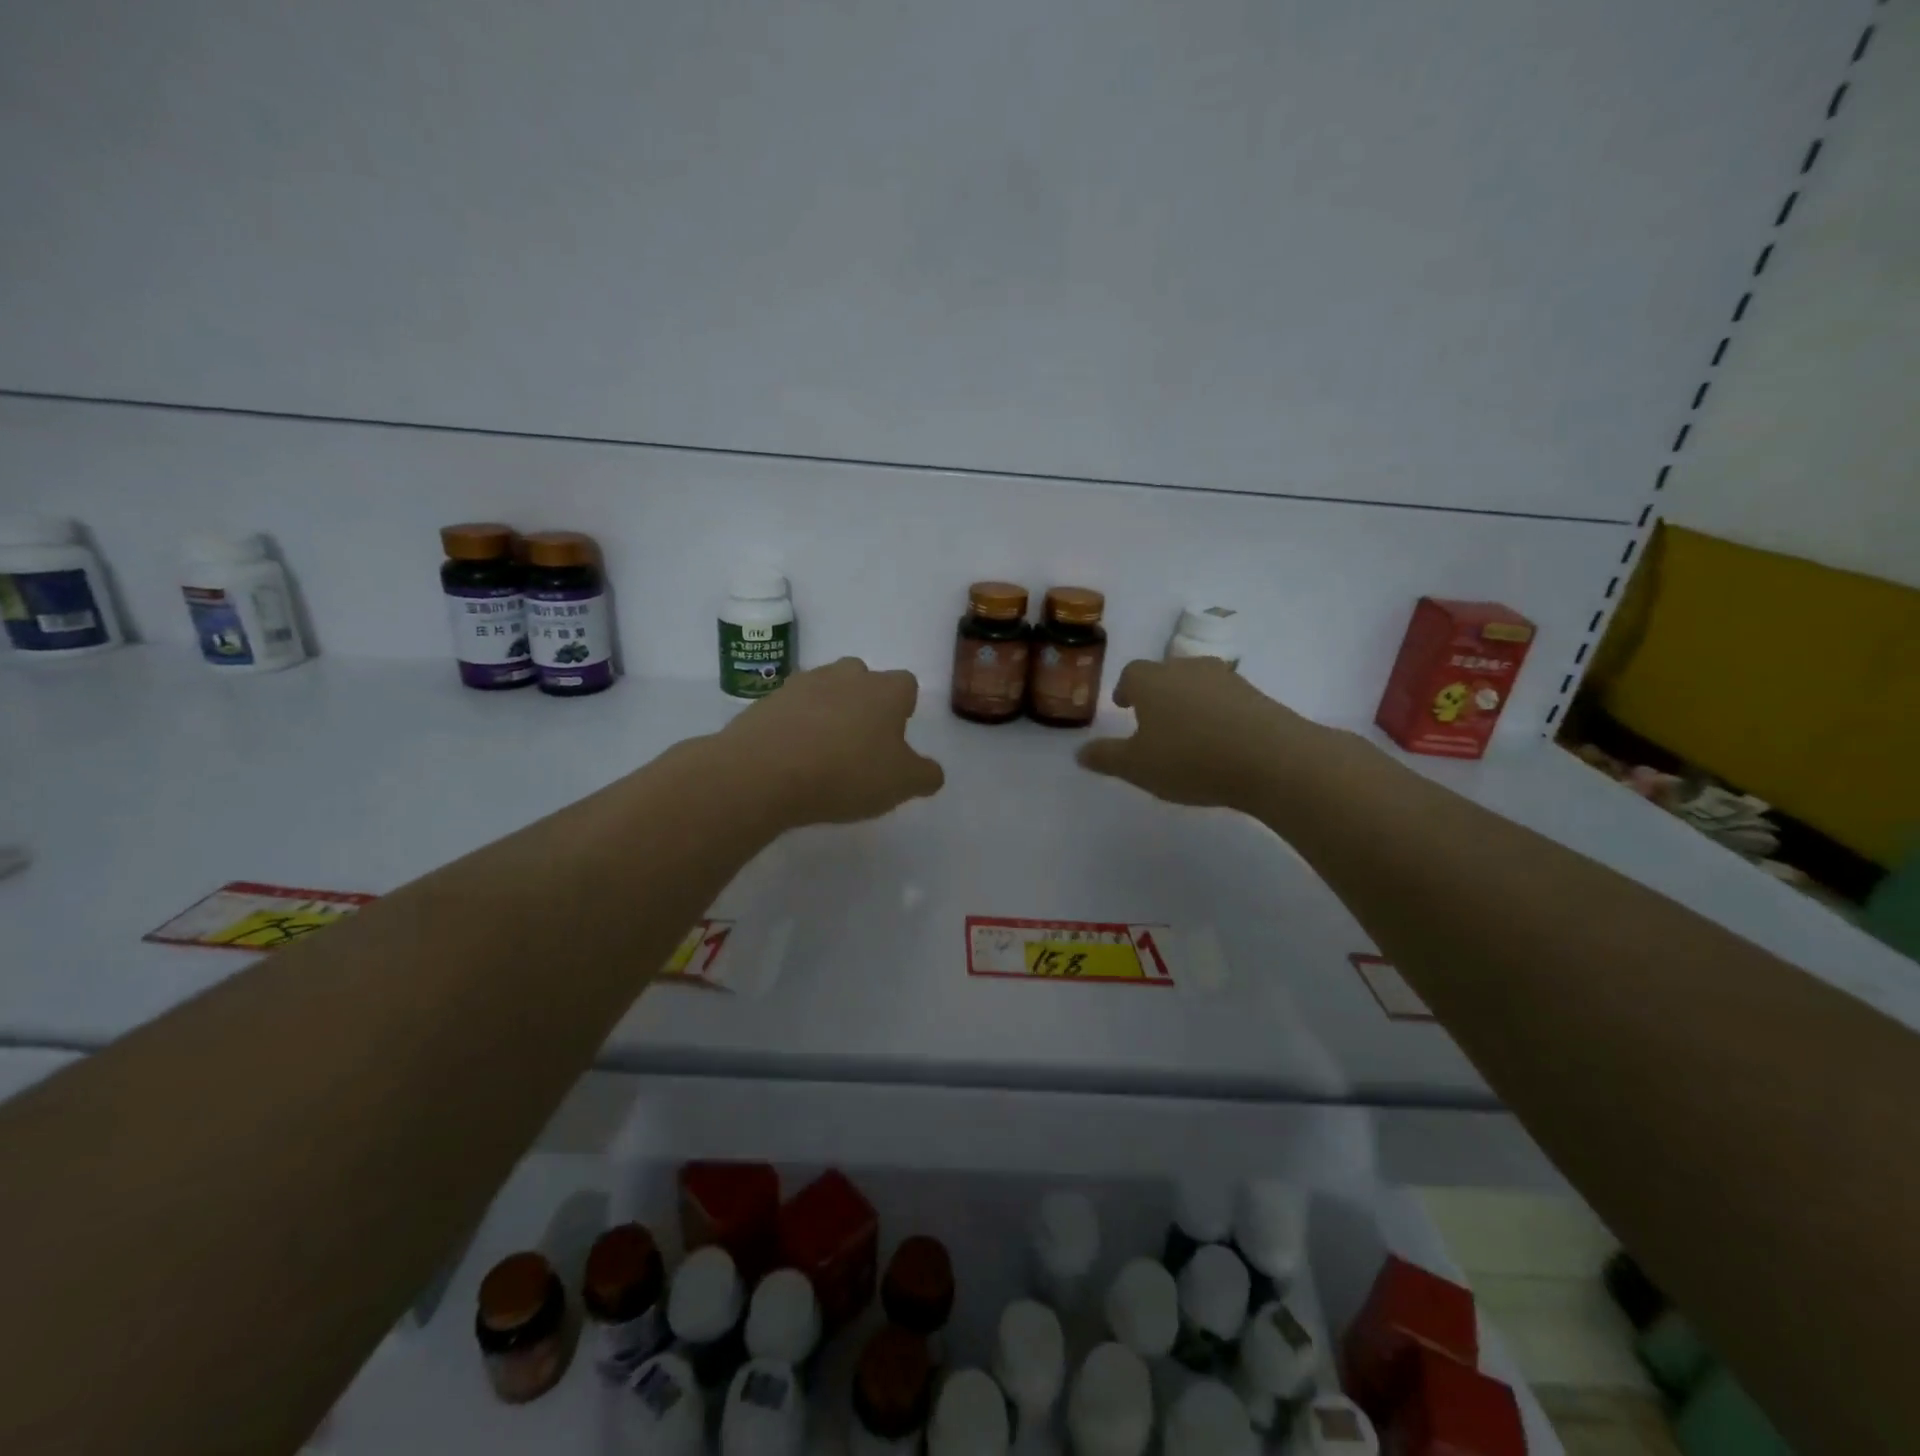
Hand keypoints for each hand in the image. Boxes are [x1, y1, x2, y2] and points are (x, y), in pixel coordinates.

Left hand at [717, 658, 945, 826]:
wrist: (763, 772)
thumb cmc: (846, 773)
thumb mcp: (901, 784)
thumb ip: (925, 775)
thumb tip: (931, 772)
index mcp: (885, 690)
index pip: (906, 685)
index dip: (903, 708)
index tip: (895, 736)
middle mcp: (846, 676)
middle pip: (863, 679)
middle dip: (864, 703)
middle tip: (860, 743)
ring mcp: (803, 684)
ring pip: (825, 690)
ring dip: (828, 712)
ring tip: (823, 752)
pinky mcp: (767, 700)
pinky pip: (791, 708)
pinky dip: (795, 725)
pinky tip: (792, 757)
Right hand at [1076, 657, 1322, 808]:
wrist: (1271, 759)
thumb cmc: (1190, 759)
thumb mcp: (1137, 767)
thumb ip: (1106, 758)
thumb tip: (1079, 753)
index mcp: (1153, 681)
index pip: (1132, 673)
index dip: (1125, 688)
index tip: (1124, 705)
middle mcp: (1187, 670)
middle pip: (1166, 673)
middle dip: (1157, 693)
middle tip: (1153, 720)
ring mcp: (1226, 679)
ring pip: (1198, 684)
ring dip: (1189, 702)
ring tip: (1187, 733)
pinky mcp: (1257, 696)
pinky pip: (1227, 700)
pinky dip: (1218, 714)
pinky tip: (1220, 742)